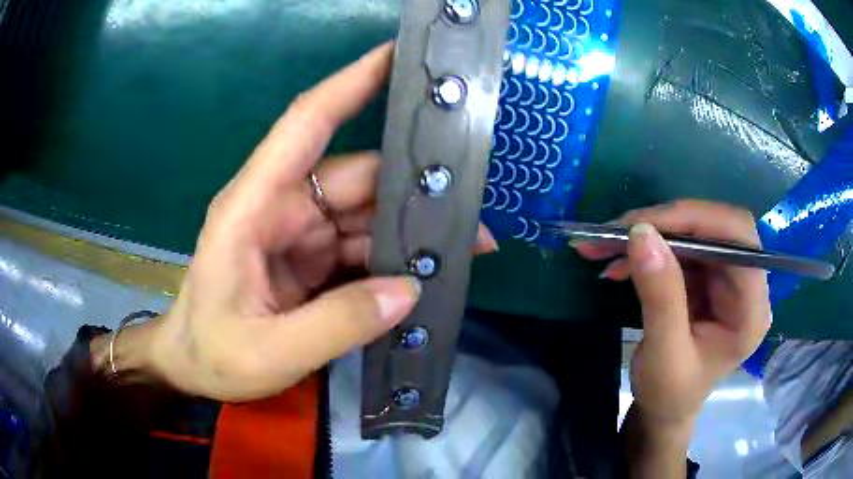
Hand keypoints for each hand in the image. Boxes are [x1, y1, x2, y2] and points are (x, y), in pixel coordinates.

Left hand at [101, 43, 497, 400]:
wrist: (192, 367)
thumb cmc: (212, 353)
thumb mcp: (270, 351)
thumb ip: (337, 324)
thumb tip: (409, 289)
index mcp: (254, 207)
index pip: (306, 124)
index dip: (350, 83)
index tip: (397, 56)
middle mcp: (280, 208)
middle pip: (355, 178)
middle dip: (411, 187)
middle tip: (471, 204)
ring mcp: (298, 234)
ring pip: (365, 214)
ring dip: (410, 228)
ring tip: (466, 243)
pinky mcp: (310, 260)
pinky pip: (361, 247)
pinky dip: (394, 258)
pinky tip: (427, 271)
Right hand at [575, 200, 771, 426]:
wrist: (664, 409)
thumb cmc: (670, 395)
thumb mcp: (663, 356)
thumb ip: (660, 297)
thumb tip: (641, 234)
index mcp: (751, 310)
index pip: (739, 239)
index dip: (697, 221)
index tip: (644, 226)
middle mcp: (747, 285)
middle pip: (716, 228)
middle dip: (666, 224)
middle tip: (617, 231)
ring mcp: (727, 278)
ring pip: (694, 232)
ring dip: (650, 234)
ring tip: (605, 247)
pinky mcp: (708, 277)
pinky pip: (680, 246)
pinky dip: (648, 248)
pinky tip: (619, 261)